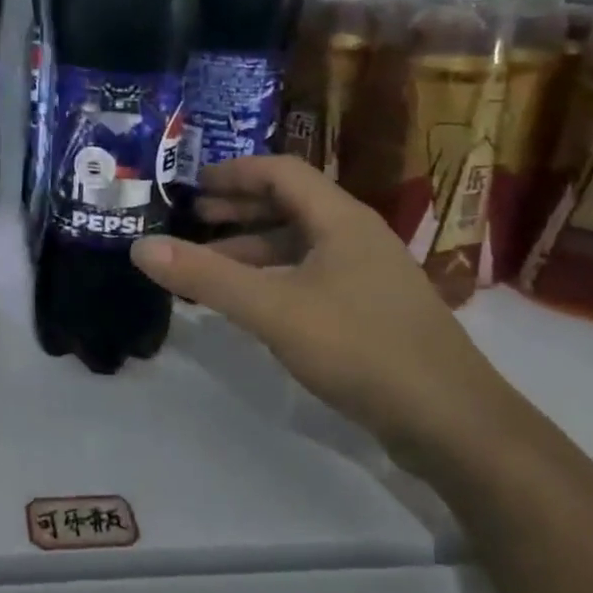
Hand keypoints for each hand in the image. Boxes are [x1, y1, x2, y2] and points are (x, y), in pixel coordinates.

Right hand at [130, 156, 518, 464]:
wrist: (451, 421)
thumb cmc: (361, 348)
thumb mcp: (273, 309)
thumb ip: (207, 277)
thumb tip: (142, 246)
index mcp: (340, 219)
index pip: (282, 172)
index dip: (235, 172)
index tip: (193, 183)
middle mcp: (356, 236)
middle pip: (291, 205)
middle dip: (239, 209)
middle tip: (193, 219)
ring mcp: (368, 275)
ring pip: (300, 245)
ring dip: (253, 248)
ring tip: (208, 264)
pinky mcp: (371, 311)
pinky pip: (311, 277)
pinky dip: (274, 278)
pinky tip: (251, 303)